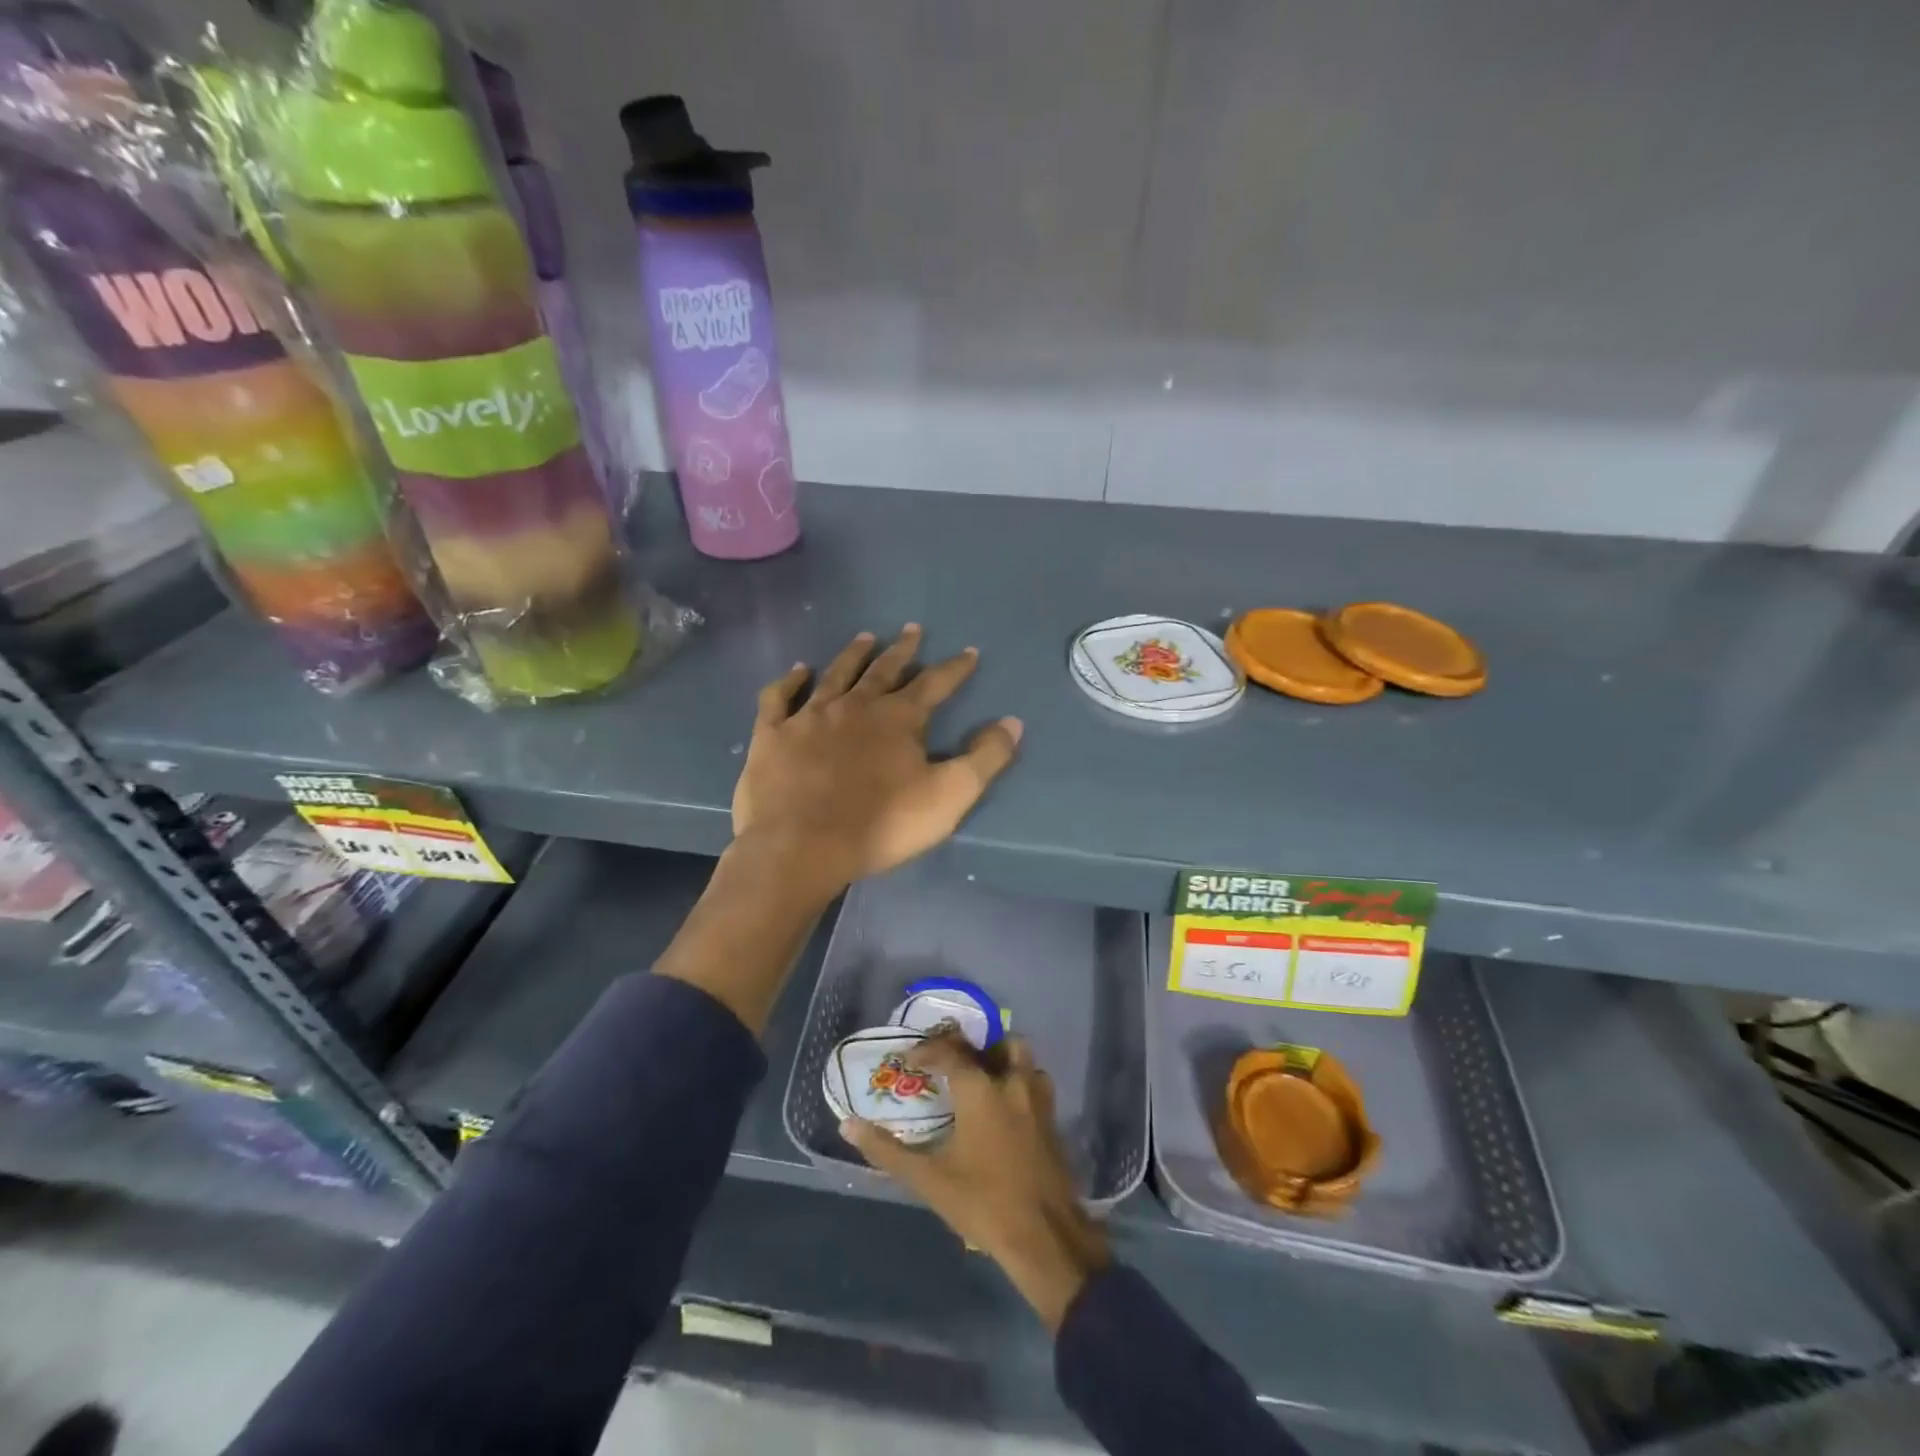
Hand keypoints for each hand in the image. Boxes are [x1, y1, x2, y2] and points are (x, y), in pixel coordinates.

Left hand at [732, 626, 1022, 897]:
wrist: (801, 846)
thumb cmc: (881, 824)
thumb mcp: (949, 795)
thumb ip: (985, 758)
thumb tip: (1013, 722)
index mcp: (898, 719)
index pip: (934, 684)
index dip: (955, 668)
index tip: (969, 651)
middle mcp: (854, 706)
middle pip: (884, 670)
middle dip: (903, 650)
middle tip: (912, 629)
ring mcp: (809, 717)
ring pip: (835, 675)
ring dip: (853, 655)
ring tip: (865, 637)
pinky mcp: (772, 734)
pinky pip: (779, 698)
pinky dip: (789, 681)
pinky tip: (797, 671)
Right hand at [842, 1035, 1110, 1330]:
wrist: (1045, 1236)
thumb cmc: (983, 1203)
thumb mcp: (929, 1179)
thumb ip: (887, 1150)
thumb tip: (848, 1125)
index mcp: (981, 1090)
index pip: (950, 1052)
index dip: (928, 1050)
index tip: (910, 1059)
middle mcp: (1012, 1082)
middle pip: (996, 1043)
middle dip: (972, 1046)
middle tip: (951, 1062)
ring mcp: (1038, 1099)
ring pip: (1022, 1058)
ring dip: (1002, 1058)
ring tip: (980, 1077)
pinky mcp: (1053, 1119)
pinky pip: (1035, 1082)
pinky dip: (1019, 1081)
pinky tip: (1004, 1107)